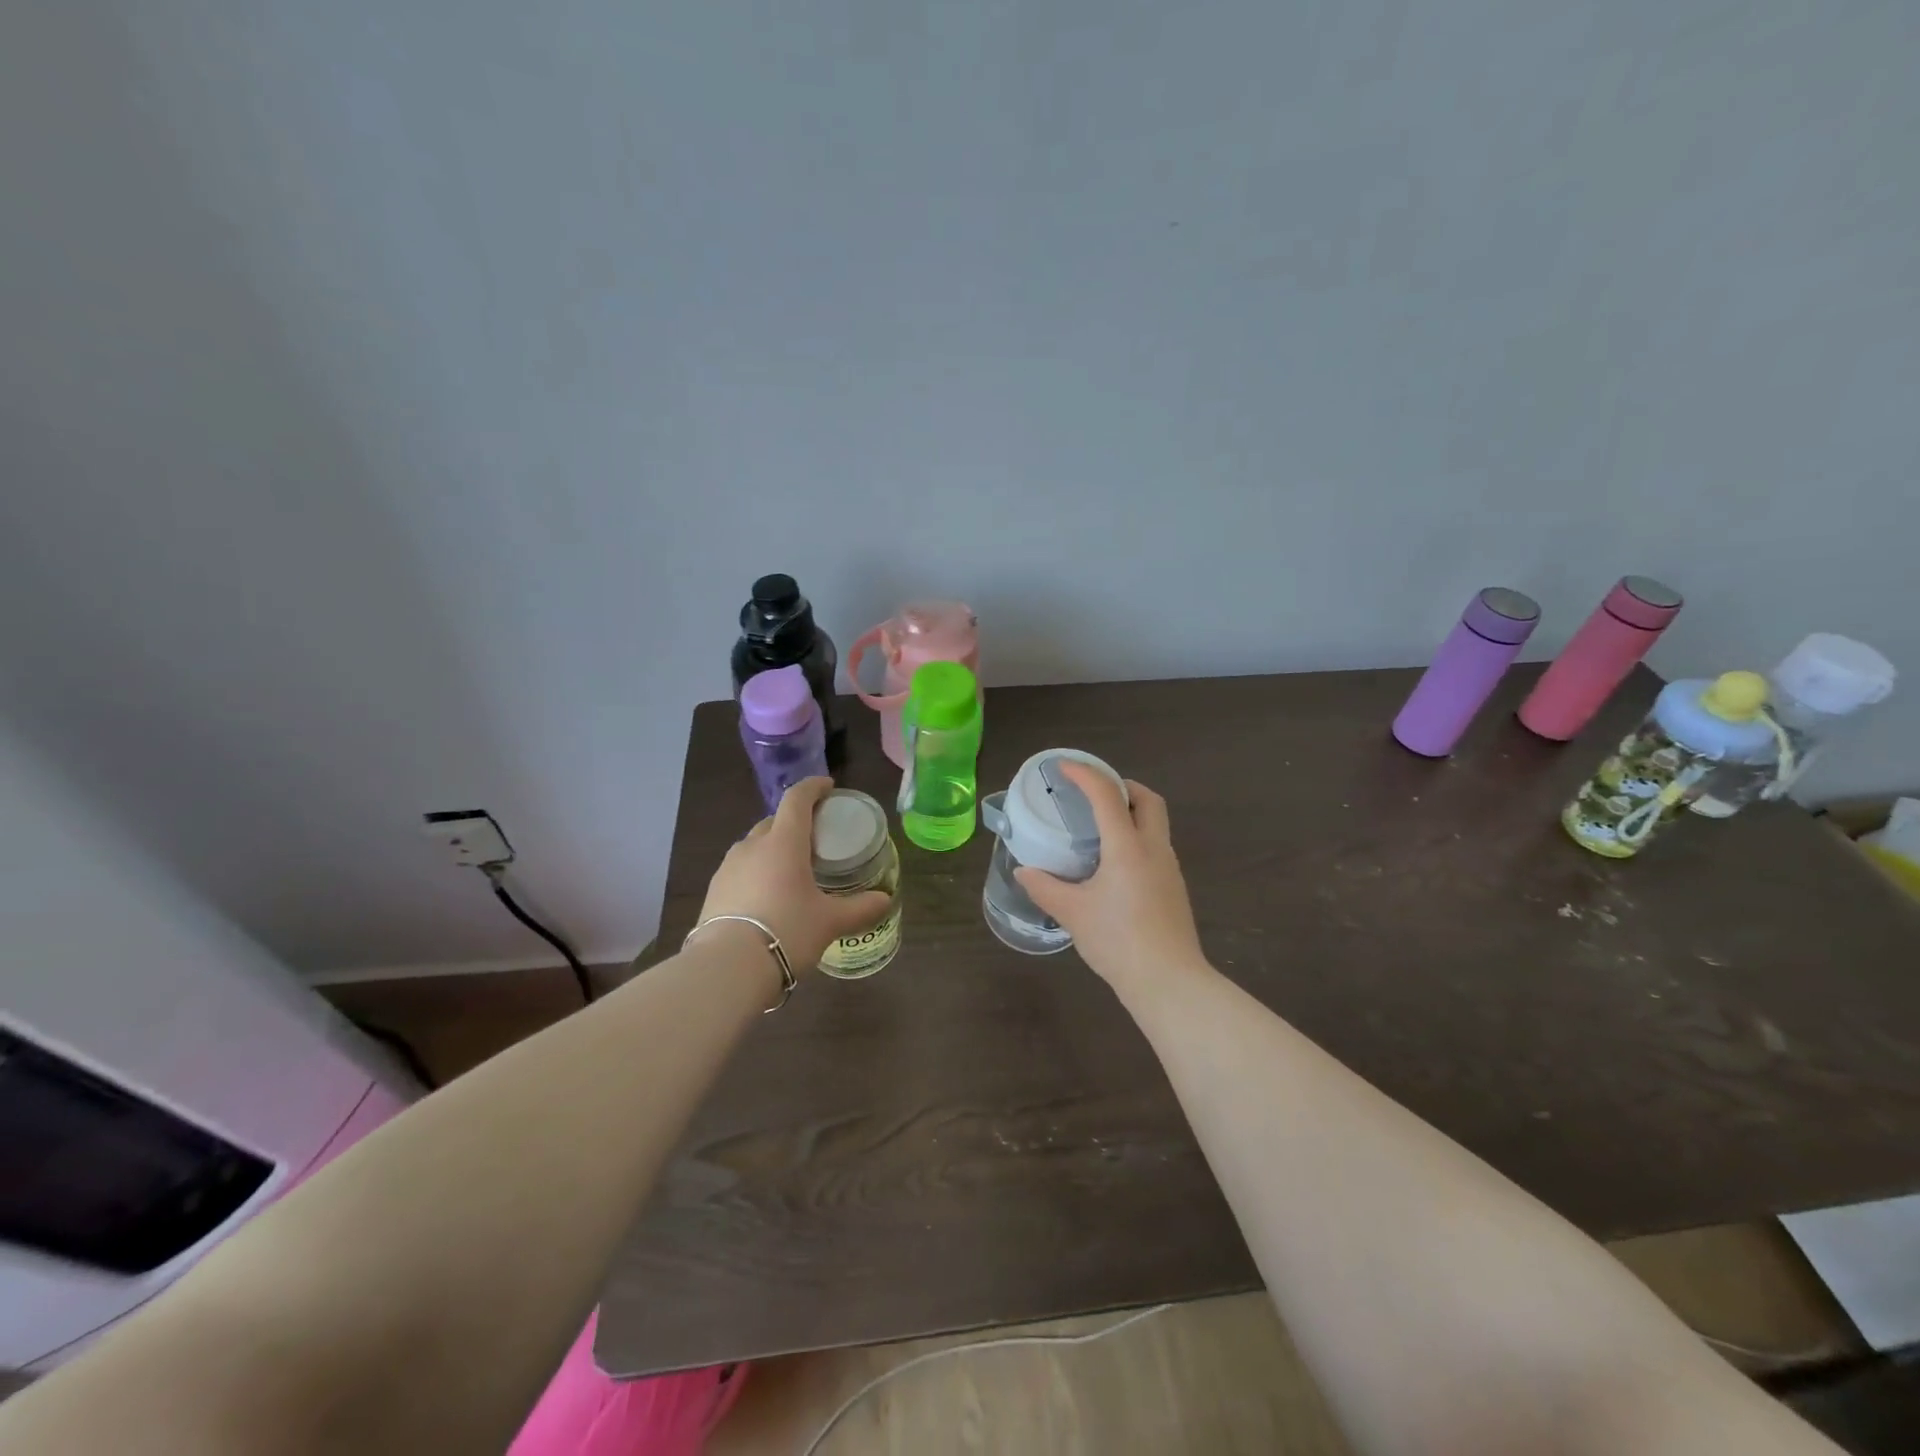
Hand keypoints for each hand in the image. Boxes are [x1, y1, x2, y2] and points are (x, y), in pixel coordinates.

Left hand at [697, 777, 891, 971]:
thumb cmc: (787, 931)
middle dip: (794, 822)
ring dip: (773, 848)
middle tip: (815, 838)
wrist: (727, 967)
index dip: (813, 787)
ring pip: (754, 845)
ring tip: (791, 870)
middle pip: (774, 820)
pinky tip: (767, 896)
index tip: (827, 787)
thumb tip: (884, 900)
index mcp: (784, 842)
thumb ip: (860, 908)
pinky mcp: (714, 890)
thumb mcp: (830, 922)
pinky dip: (757, 871)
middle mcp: (753, 846)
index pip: (797, 799)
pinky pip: (740, 869)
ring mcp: (728, 867)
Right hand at [1015, 765, 1209, 997]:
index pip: (1107, 794)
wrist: (1169, 981)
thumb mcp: (1073, 913)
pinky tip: (1115, 865)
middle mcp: (1154, 849)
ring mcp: (1169, 869)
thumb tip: (1023, 872)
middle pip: (1147, 799)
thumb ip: (1045, 888)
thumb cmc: (1118, 941)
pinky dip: (1136, 838)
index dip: (1084, 774)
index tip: (1063, 767)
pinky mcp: (1174, 888)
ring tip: (1100, 827)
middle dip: (1122, 786)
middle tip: (1093, 792)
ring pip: (1156, 823)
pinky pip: (1156, 847)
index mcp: (1127, 847)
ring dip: (1131, 812)